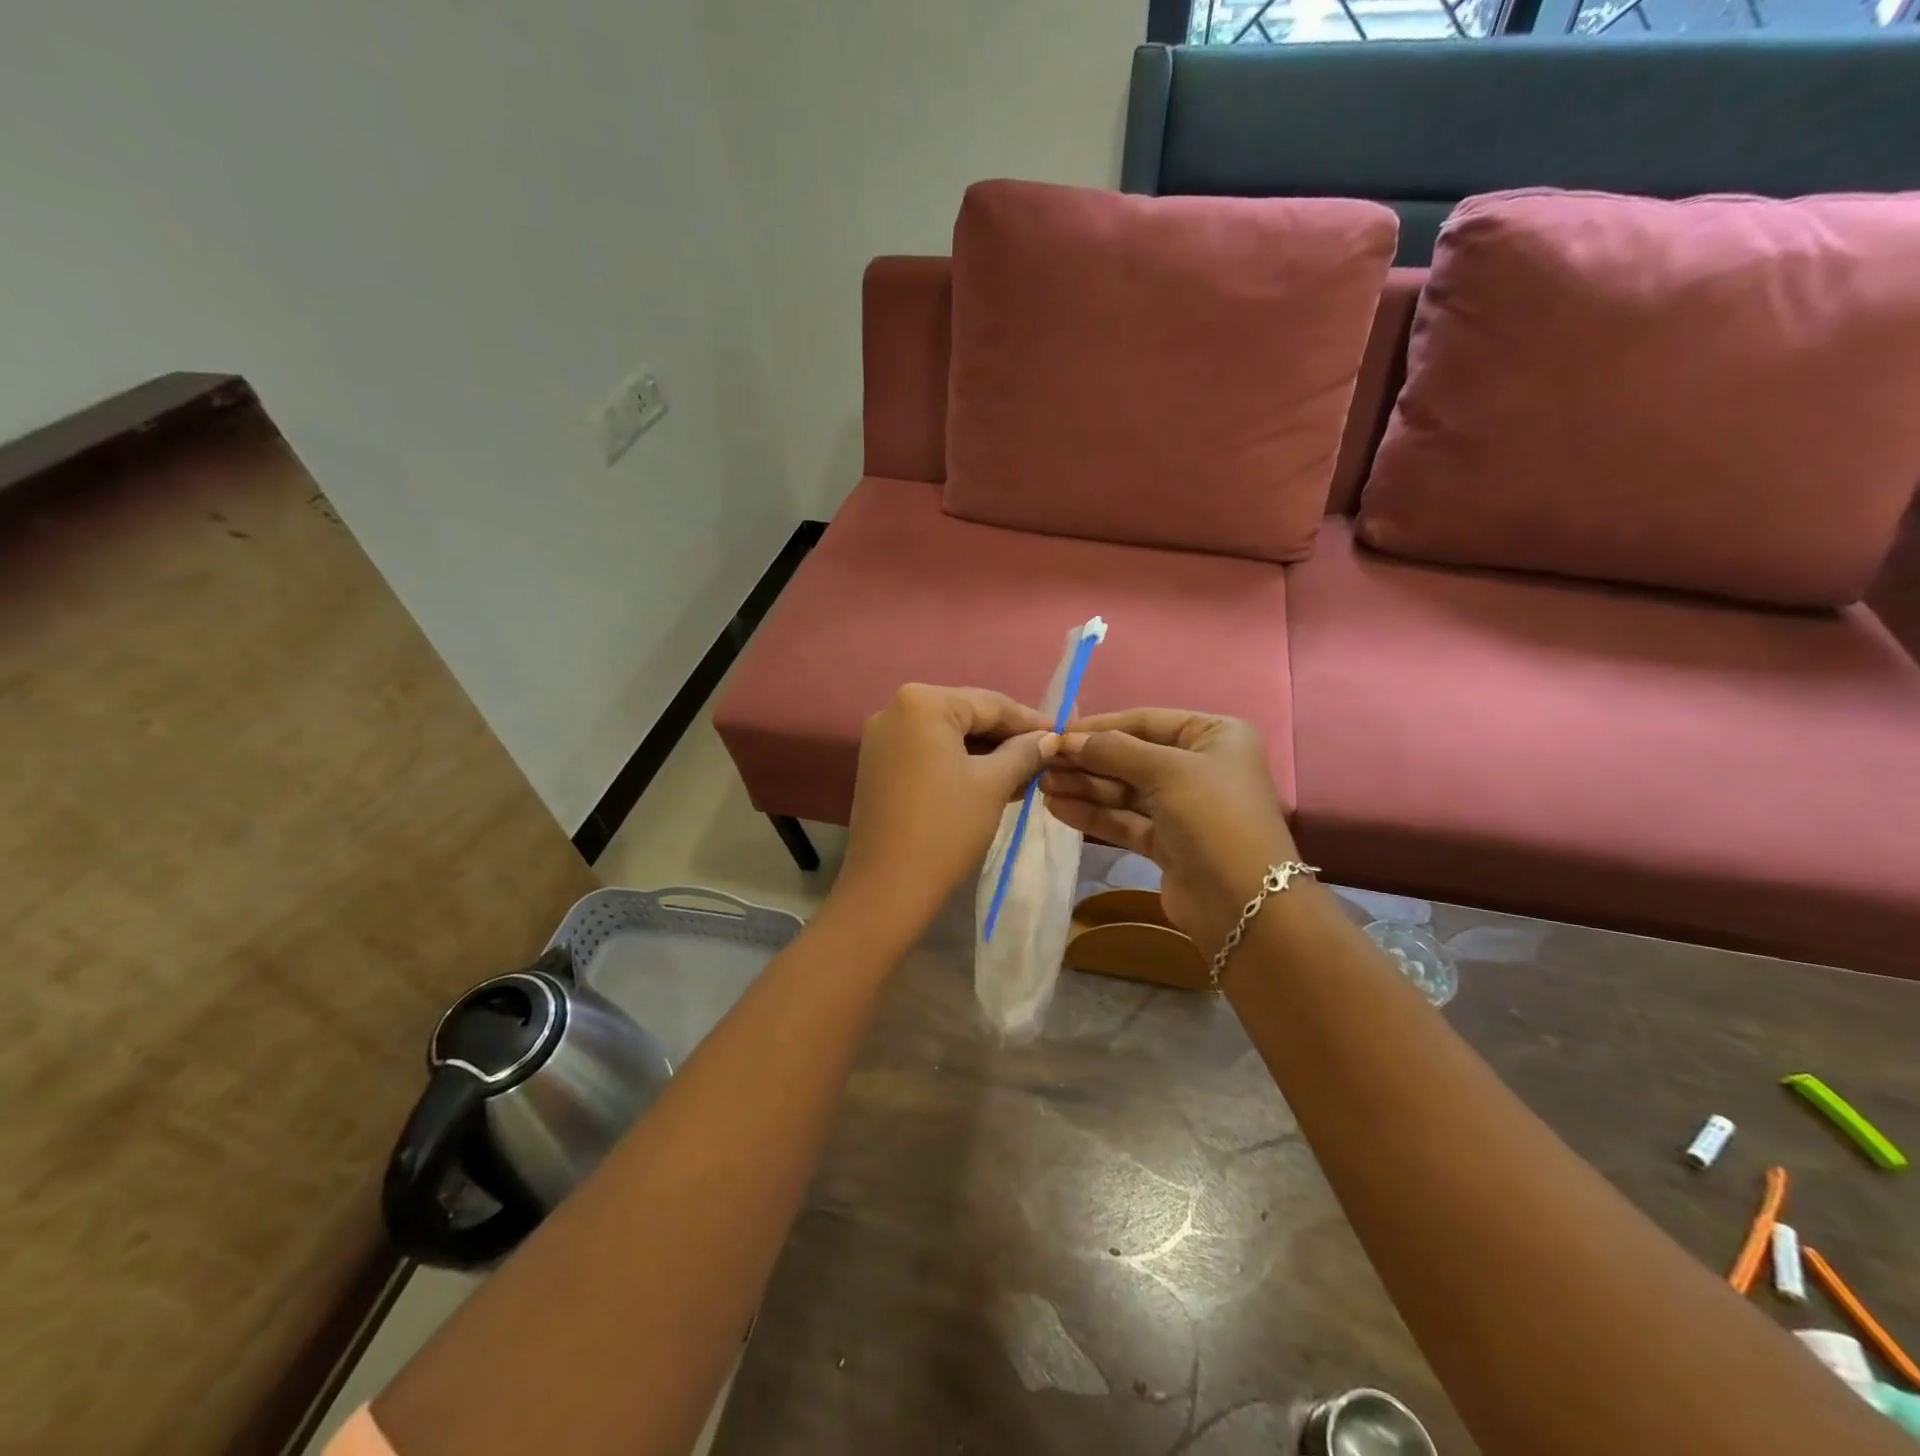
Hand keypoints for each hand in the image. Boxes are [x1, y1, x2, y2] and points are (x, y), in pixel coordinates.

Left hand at [837, 685, 1056, 933]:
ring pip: (947, 735)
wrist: (888, 886)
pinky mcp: (877, 764)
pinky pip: (928, 752)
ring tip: (1025, 772)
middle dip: (1006, 737)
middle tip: (1045, 755)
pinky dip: (958, 763)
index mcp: (923, 703)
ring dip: (985, 752)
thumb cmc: (946, 828)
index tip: (1061, 735)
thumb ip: (1024, 753)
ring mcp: (882, 738)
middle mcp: (896, 709)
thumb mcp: (993, 785)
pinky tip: (991, 780)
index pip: (990, 703)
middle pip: (966, 714)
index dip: (1030, 721)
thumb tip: (1050, 739)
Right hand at [1041, 709, 1299, 953]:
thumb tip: (1068, 739)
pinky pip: (1125, 820)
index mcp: (1215, 736)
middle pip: (1132, 757)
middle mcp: (1201, 767)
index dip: (1100, 727)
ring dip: (1085, 787)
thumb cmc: (1212, 817)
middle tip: (1042, 763)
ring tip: (1042, 785)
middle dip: (1088, 760)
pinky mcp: (1168, 843)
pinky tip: (1057, 808)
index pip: (1147, 721)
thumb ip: (1113, 750)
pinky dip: (1093, 814)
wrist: (1244, 904)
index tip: (1057, 734)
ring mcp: (1184, 808)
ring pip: (1125, 791)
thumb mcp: (1165, 771)